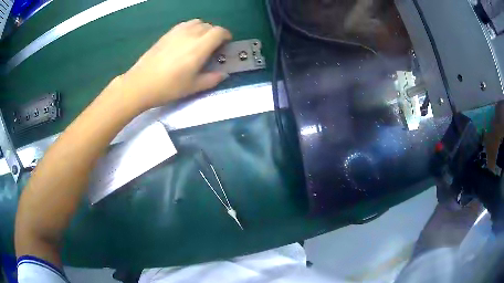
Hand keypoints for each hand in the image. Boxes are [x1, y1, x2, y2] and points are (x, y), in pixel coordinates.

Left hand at [119, 19, 231, 109]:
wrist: (141, 83)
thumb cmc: (168, 87)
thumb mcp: (193, 87)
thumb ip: (212, 79)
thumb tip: (223, 74)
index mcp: (199, 47)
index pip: (219, 32)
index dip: (226, 36)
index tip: (226, 44)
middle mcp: (190, 35)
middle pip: (209, 26)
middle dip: (215, 34)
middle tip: (212, 47)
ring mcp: (177, 32)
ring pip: (196, 23)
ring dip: (203, 29)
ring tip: (199, 42)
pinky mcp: (167, 34)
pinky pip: (184, 25)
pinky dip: (190, 29)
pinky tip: (185, 41)